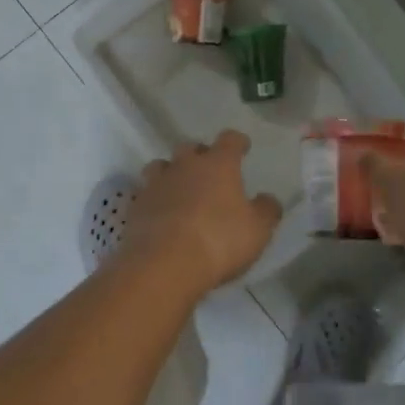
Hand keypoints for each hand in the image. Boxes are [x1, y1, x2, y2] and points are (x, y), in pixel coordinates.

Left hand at [113, 130, 282, 299]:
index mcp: (218, 164)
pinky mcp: (136, 206)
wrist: (164, 264)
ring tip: (179, 189)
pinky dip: (155, 200)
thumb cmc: (219, 240)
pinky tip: (161, 215)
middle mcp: (185, 165)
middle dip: (200, 155)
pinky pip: (146, 194)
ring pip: (161, 166)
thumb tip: (268, 199)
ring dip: (171, 173)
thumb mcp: (257, 230)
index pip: (230, 140)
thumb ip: (266, 211)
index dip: (237, 142)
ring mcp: (156, 184)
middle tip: (208, 170)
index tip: (242, 147)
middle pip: (190, 148)